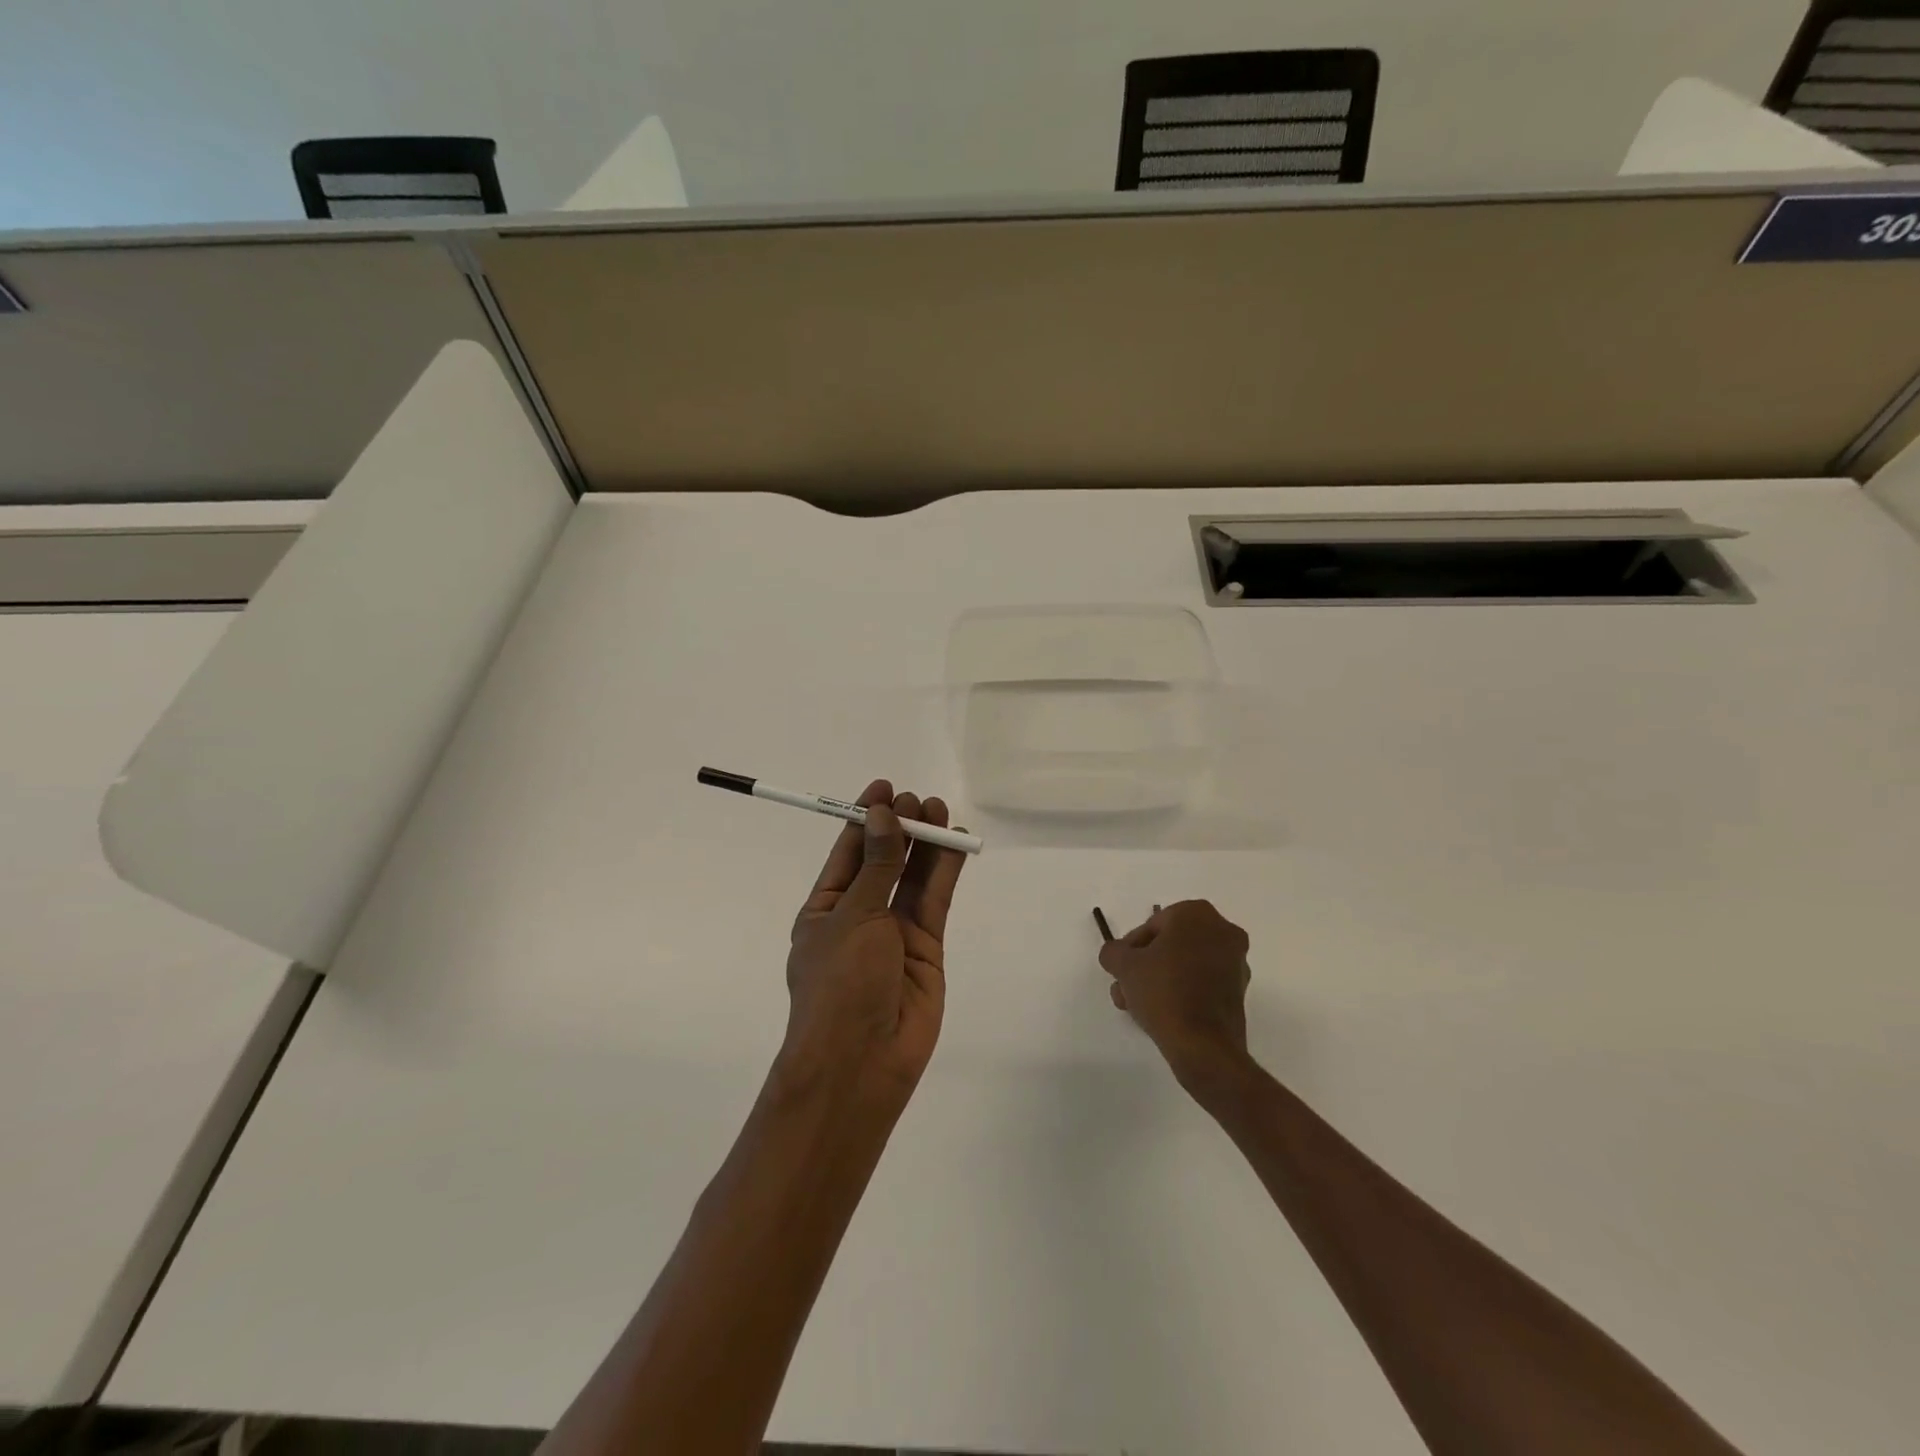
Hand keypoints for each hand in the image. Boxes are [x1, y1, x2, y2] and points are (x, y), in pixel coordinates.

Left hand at [781, 779, 966, 1106]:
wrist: (861, 1062)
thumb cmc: (839, 984)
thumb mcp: (853, 917)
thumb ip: (877, 866)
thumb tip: (883, 816)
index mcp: (826, 909)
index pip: (848, 853)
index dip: (866, 819)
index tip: (884, 788)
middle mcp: (860, 916)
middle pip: (884, 861)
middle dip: (899, 828)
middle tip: (918, 800)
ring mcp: (894, 933)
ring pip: (913, 877)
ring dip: (925, 844)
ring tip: (939, 811)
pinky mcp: (927, 947)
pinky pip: (935, 901)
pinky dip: (945, 872)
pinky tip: (954, 843)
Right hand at [1100, 900, 1252, 1085]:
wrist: (1203, 1044)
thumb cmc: (1163, 991)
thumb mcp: (1123, 965)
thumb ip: (1113, 951)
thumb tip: (1116, 954)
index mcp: (1196, 914)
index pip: (1153, 925)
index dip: (1131, 947)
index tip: (1121, 969)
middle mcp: (1222, 930)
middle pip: (1171, 944)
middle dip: (1145, 966)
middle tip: (1126, 987)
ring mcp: (1236, 962)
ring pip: (1186, 964)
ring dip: (1160, 980)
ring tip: (1137, 1006)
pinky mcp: (1240, 991)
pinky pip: (1202, 983)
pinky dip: (1183, 992)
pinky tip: (1161, 1013)